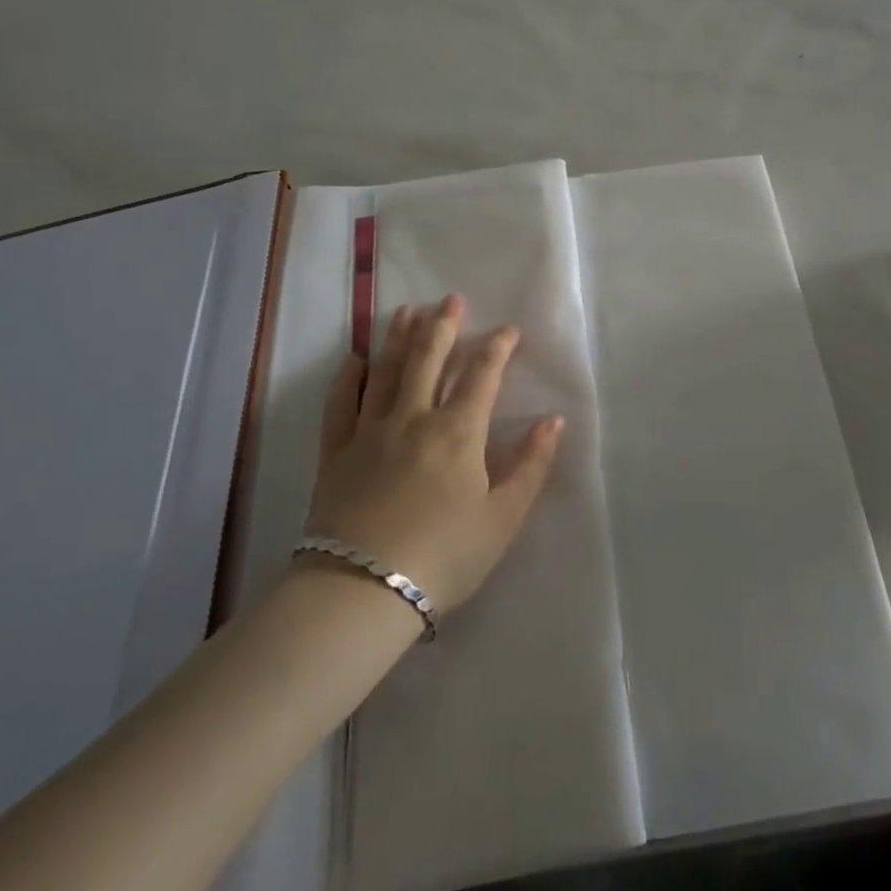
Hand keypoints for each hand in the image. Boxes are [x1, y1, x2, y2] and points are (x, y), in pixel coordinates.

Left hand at [303, 296, 563, 613]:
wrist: (361, 592)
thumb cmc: (443, 557)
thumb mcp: (503, 518)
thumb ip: (531, 465)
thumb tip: (554, 420)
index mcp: (458, 432)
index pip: (482, 375)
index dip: (498, 347)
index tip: (509, 329)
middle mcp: (414, 418)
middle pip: (429, 359)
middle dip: (444, 326)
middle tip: (452, 298)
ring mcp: (370, 432)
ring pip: (386, 371)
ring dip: (398, 337)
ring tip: (407, 310)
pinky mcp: (336, 453)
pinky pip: (341, 404)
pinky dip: (349, 378)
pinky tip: (355, 360)